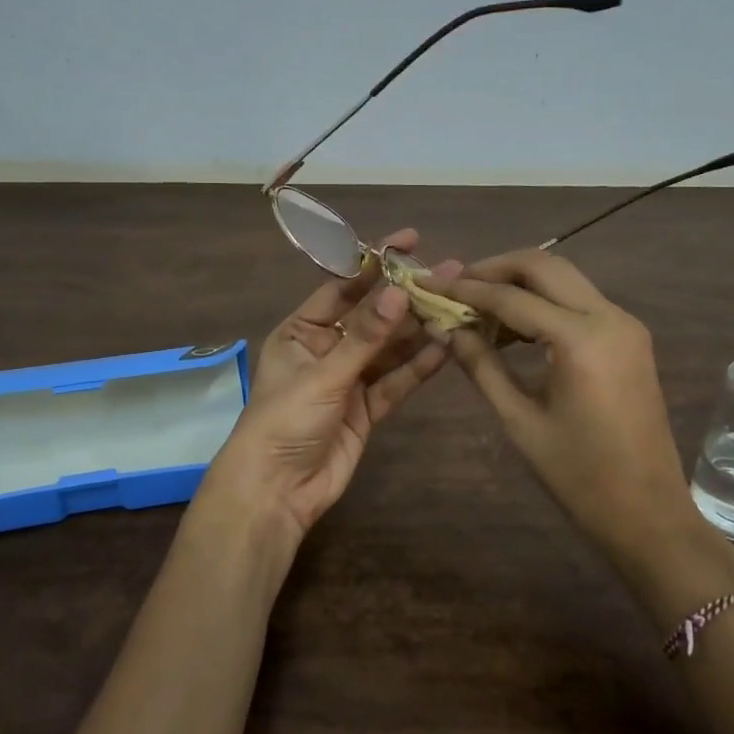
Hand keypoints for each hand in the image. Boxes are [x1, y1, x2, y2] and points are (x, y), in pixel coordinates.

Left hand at [206, 228, 459, 549]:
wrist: (275, 492)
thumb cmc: (284, 421)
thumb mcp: (324, 374)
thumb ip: (366, 337)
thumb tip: (401, 291)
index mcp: (300, 331)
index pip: (343, 287)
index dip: (375, 264)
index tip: (410, 241)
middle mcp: (325, 350)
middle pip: (373, 317)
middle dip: (407, 298)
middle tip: (449, 273)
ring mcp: (348, 381)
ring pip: (389, 349)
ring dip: (420, 331)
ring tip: (457, 306)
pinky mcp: (366, 410)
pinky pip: (396, 381)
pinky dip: (419, 366)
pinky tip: (447, 346)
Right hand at [422, 250, 714, 568]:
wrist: (647, 512)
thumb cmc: (578, 475)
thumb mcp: (519, 420)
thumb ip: (481, 365)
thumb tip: (446, 328)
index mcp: (581, 340)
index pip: (511, 298)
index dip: (465, 290)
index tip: (428, 284)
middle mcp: (609, 317)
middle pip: (544, 266)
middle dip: (494, 269)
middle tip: (454, 284)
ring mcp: (625, 324)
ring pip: (564, 278)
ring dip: (519, 282)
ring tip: (476, 304)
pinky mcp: (629, 337)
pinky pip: (579, 301)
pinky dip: (543, 301)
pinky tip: (512, 325)